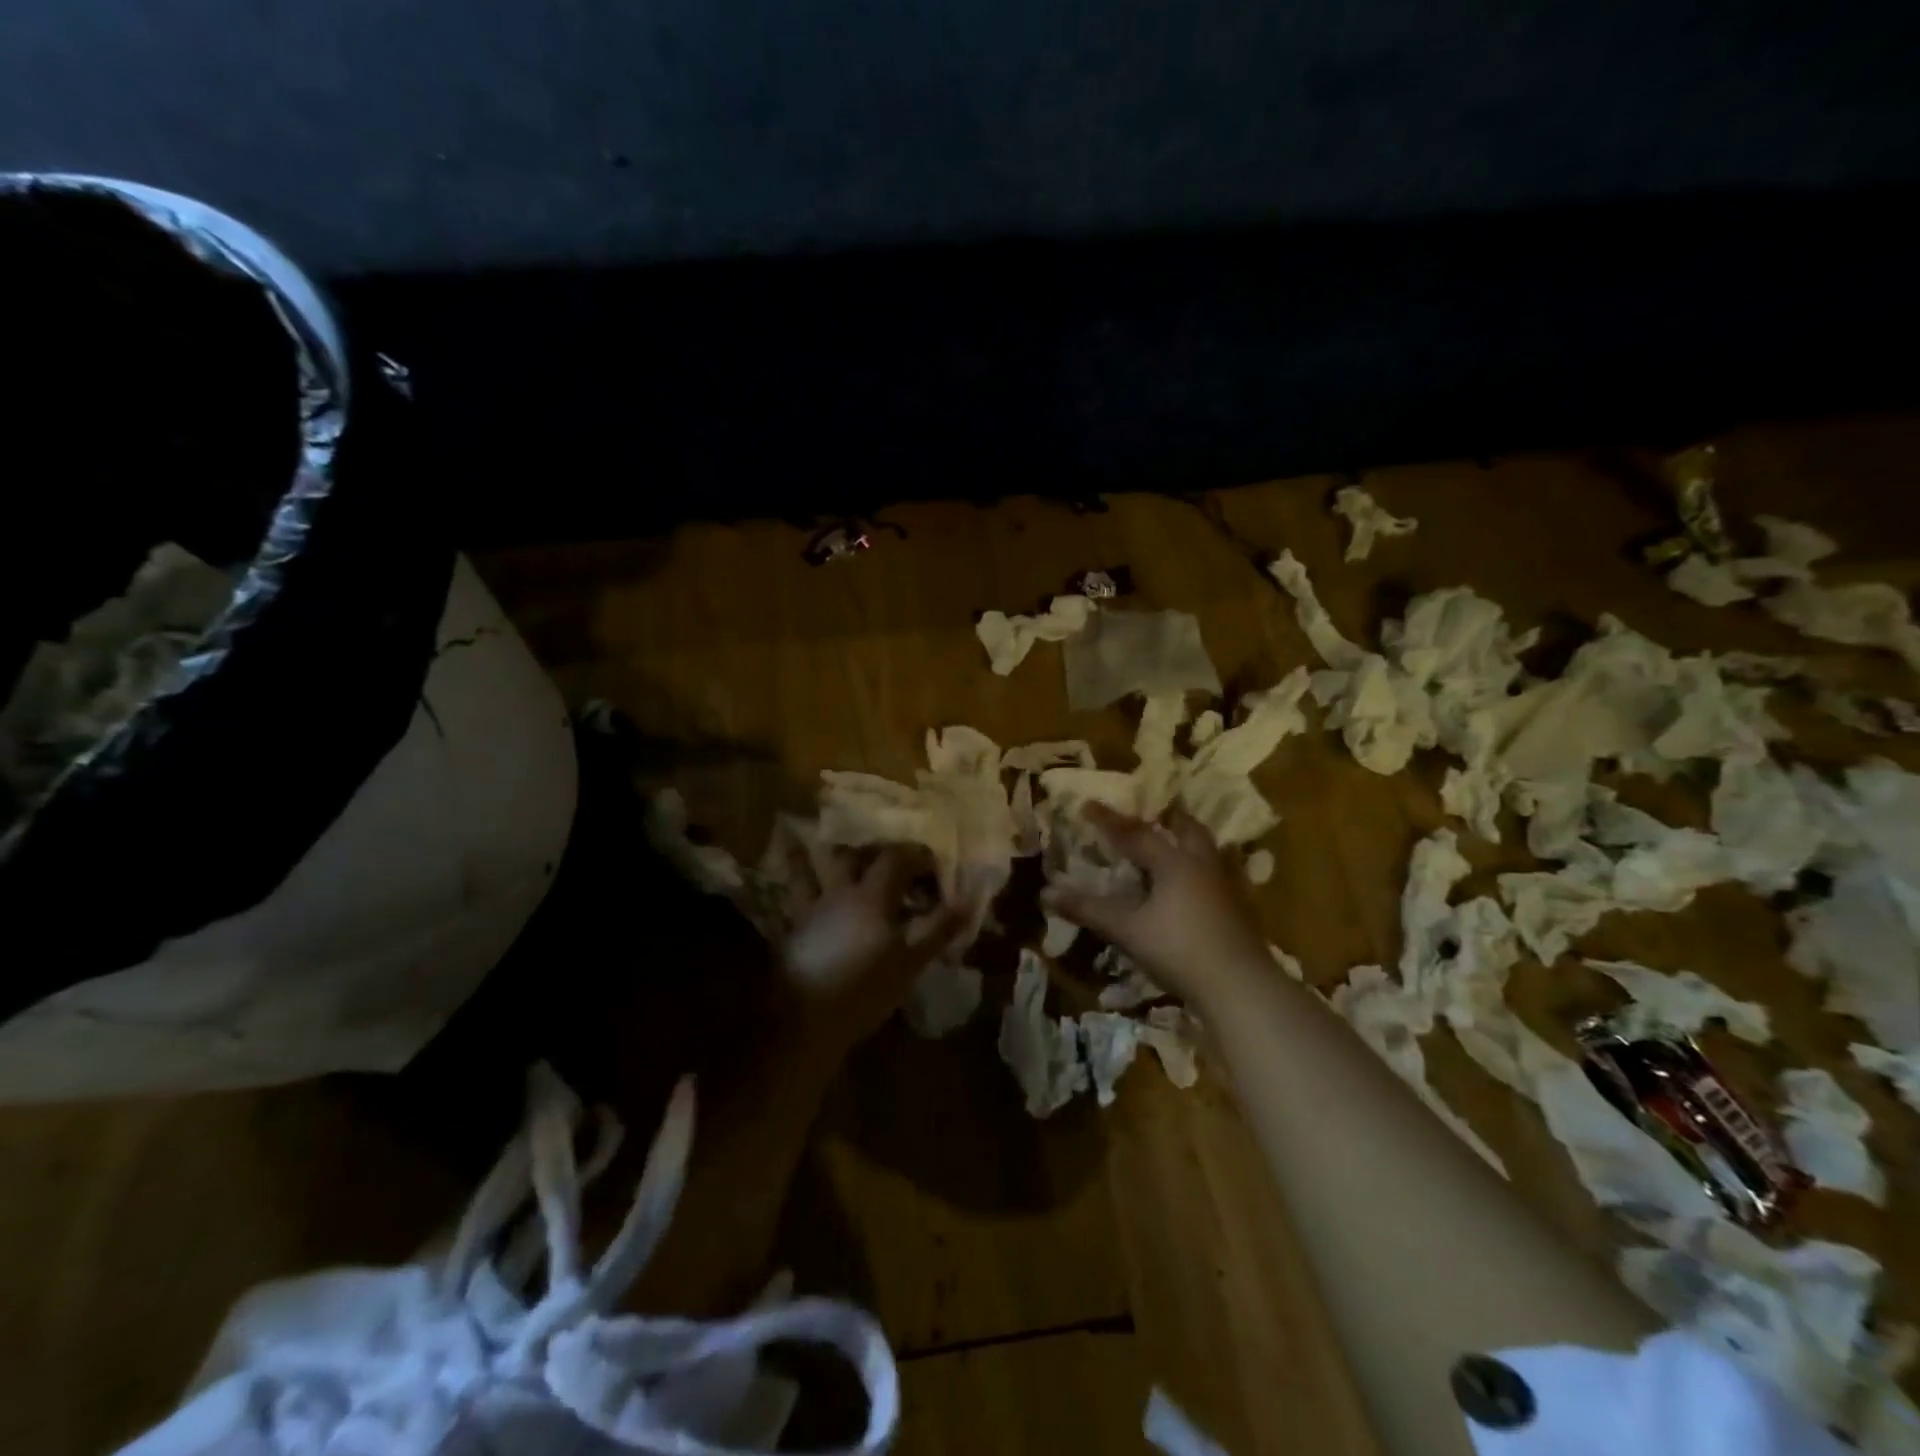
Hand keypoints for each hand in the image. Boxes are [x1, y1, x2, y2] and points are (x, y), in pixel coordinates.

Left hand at [780, 845, 966, 1054]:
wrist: (805, 1021)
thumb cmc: (865, 989)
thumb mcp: (911, 961)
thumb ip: (939, 927)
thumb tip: (967, 900)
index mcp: (871, 895)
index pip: (896, 858)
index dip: (917, 855)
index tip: (934, 864)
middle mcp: (838, 892)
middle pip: (852, 856)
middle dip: (871, 850)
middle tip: (887, 857)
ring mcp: (811, 910)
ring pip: (810, 870)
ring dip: (812, 855)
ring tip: (808, 841)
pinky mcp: (793, 930)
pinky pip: (793, 897)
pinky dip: (794, 882)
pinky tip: (796, 885)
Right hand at [1046, 803, 1272, 1011]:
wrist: (1239, 986)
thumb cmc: (1179, 949)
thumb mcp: (1127, 930)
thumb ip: (1089, 910)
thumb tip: (1047, 893)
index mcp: (1173, 862)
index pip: (1135, 834)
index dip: (1109, 821)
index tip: (1088, 804)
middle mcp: (1201, 865)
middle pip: (1187, 830)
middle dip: (1168, 819)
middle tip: (1156, 813)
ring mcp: (1225, 887)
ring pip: (1208, 851)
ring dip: (1190, 841)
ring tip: (1176, 842)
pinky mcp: (1238, 910)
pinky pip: (1218, 875)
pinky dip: (1202, 869)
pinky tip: (1197, 884)